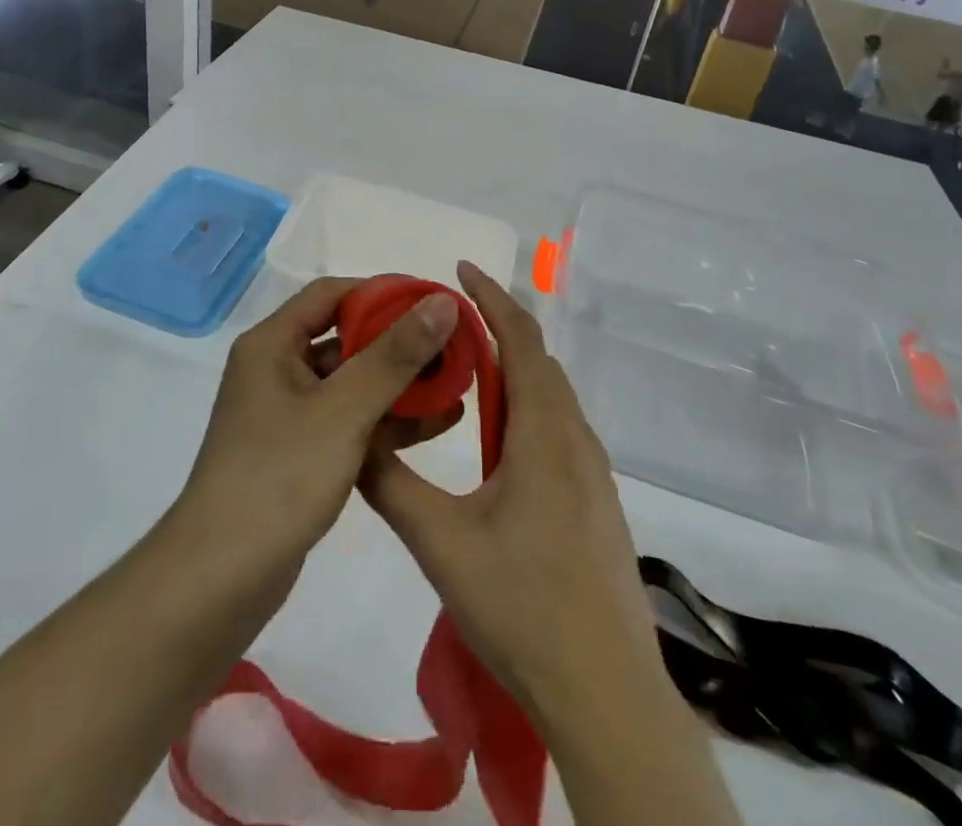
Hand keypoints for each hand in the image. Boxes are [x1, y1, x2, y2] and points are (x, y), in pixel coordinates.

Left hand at [169, 277, 464, 607]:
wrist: (218, 583)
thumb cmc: (279, 478)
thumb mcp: (343, 410)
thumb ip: (394, 355)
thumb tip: (441, 302)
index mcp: (272, 345)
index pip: (331, 294)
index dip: (382, 293)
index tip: (431, 303)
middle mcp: (276, 370)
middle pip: (345, 338)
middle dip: (399, 342)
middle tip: (453, 345)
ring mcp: (288, 415)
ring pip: (351, 383)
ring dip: (400, 384)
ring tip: (457, 383)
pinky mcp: (300, 454)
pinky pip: (349, 421)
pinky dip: (387, 421)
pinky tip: (436, 423)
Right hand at [359, 263, 663, 738]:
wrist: (606, 692)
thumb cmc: (522, 607)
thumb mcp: (440, 543)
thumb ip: (392, 486)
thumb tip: (355, 442)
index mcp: (544, 433)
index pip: (521, 339)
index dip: (491, 297)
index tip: (459, 269)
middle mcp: (575, 440)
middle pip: (539, 361)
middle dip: (497, 327)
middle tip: (448, 321)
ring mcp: (592, 473)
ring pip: (550, 397)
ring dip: (513, 369)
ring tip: (467, 369)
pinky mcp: (596, 502)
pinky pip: (558, 428)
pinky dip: (526, 406)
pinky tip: (498, 440)